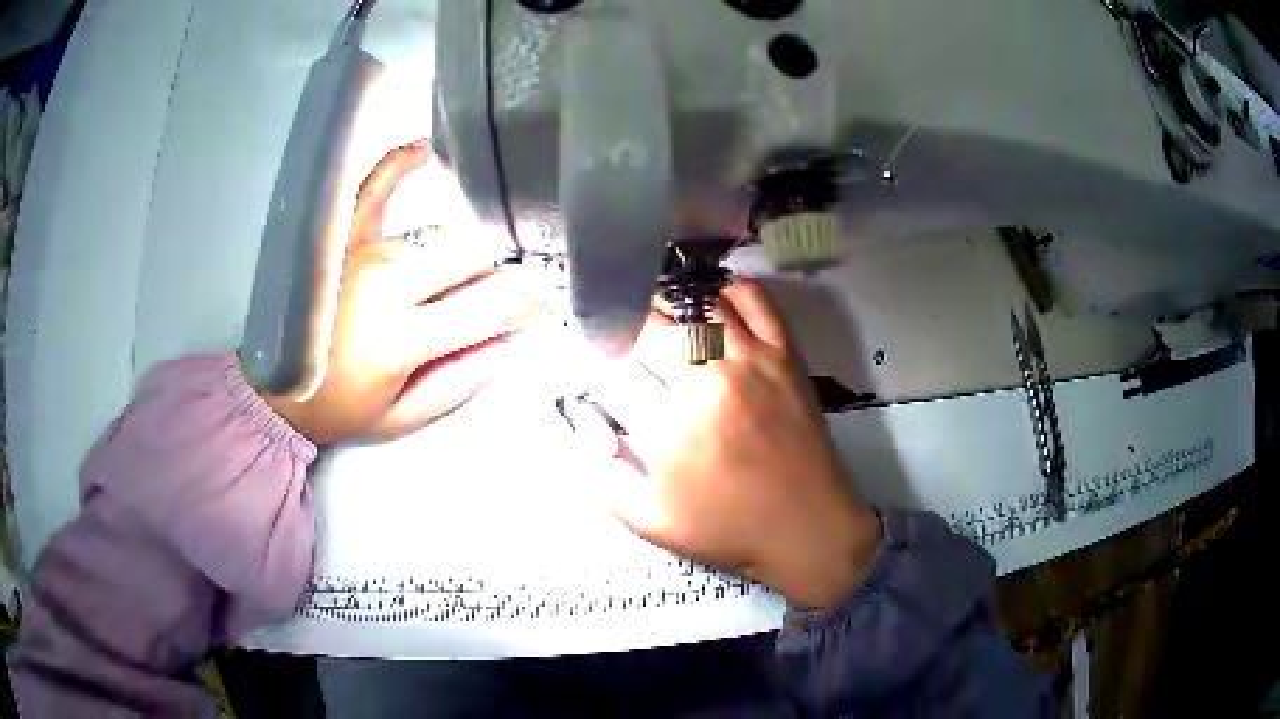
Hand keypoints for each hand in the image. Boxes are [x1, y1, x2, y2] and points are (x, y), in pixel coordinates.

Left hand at [263, 142, 540, 444]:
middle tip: (508, 283)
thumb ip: (457, 382)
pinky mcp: (342, 238)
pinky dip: (399, 163)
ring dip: (471, 239)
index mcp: (401, 338)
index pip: (489, 305)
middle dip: (503, 266)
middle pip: (471, 252)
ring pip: (439, 229)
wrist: (277, 390)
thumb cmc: (338, 408)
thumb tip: (508, 343)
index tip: (541, 306)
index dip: (528, 303)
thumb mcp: (400, 418)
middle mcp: (386, 285)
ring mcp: (362, 253)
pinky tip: (426, 150)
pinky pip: (372, 188)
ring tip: (484, 246)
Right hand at [591, 281, 881, 608]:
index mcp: (670, 425)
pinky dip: (728, 291)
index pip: (614, 367)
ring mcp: (752, 360)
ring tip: (656, 312)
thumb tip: (583, 432)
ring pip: (697, 304)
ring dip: (667, 303)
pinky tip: (711, 303)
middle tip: (617, 332)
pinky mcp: (785, 354)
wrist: (809, 528)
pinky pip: (754, 300)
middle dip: (623, 323)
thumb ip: (606, 478)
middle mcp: (708, 380)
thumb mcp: (652, 523)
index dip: (593, 355)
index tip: (589, 355)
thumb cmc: (729, 530)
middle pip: (652, 325)